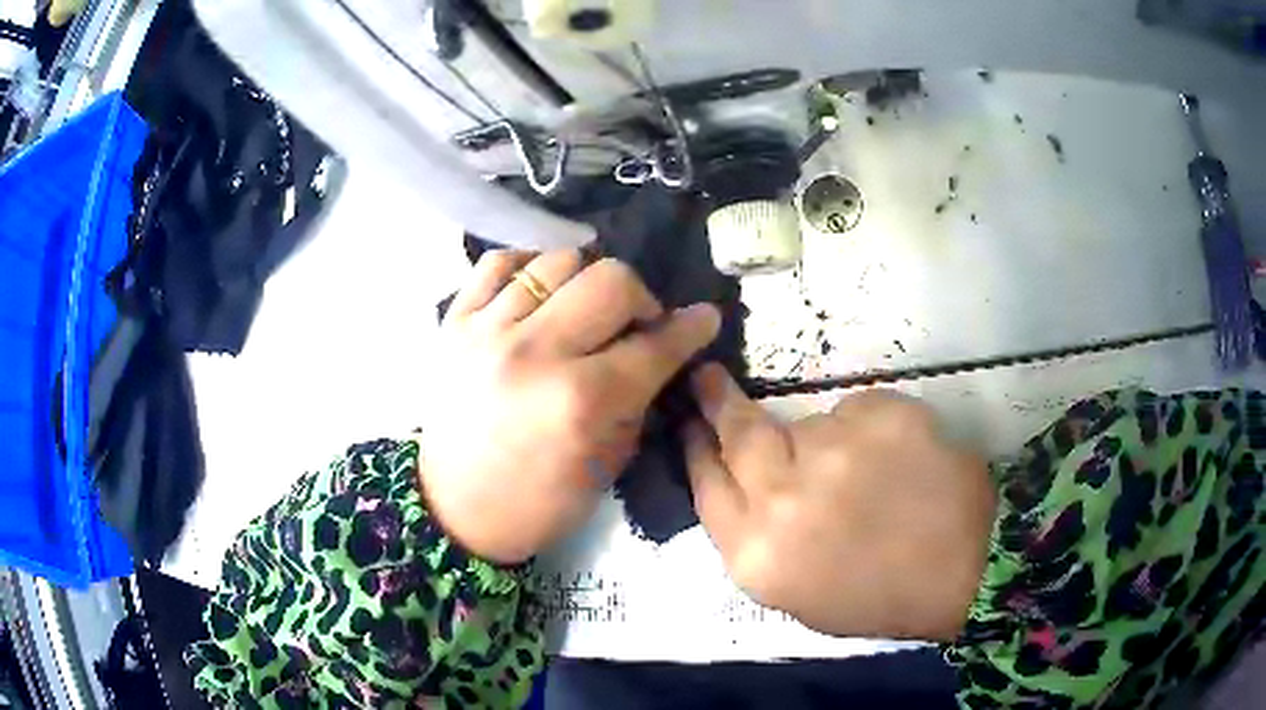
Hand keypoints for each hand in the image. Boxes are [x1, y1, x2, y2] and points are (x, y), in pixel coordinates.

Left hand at [419, 250, 719, 563]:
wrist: (452, 510)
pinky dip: (527, 265)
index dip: (691, 328)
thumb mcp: (607, 467)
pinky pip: (496, 262)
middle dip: (641, 297)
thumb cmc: (537, 504)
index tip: (704, 317)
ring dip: (587, 280)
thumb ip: (638, 402)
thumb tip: (658, 356)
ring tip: (584, 308)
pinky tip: (538, 290)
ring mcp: (488, 330)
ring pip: (558, 261)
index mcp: (581, 401)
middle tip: (636, 324)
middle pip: (610, 281)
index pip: (654, 345)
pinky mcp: (455, 322)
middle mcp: (536, 352)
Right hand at [685, 365, 995, 639]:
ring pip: (808, 424)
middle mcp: (784, 498)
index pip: (707, 486)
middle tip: (709, 377)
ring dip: (823, 443)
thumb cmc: (877, 596)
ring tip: (865, 476)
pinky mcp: (881, 416)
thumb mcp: (795, 593)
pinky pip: (856, 412)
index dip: (695, 449)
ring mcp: (835, 450)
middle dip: (718, 401)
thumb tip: (741, 483)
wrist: (964, 569)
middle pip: (740, 434)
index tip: (689, 423)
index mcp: (758, 555)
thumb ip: (756, 539)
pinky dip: (868, 432)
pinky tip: (897, 464)